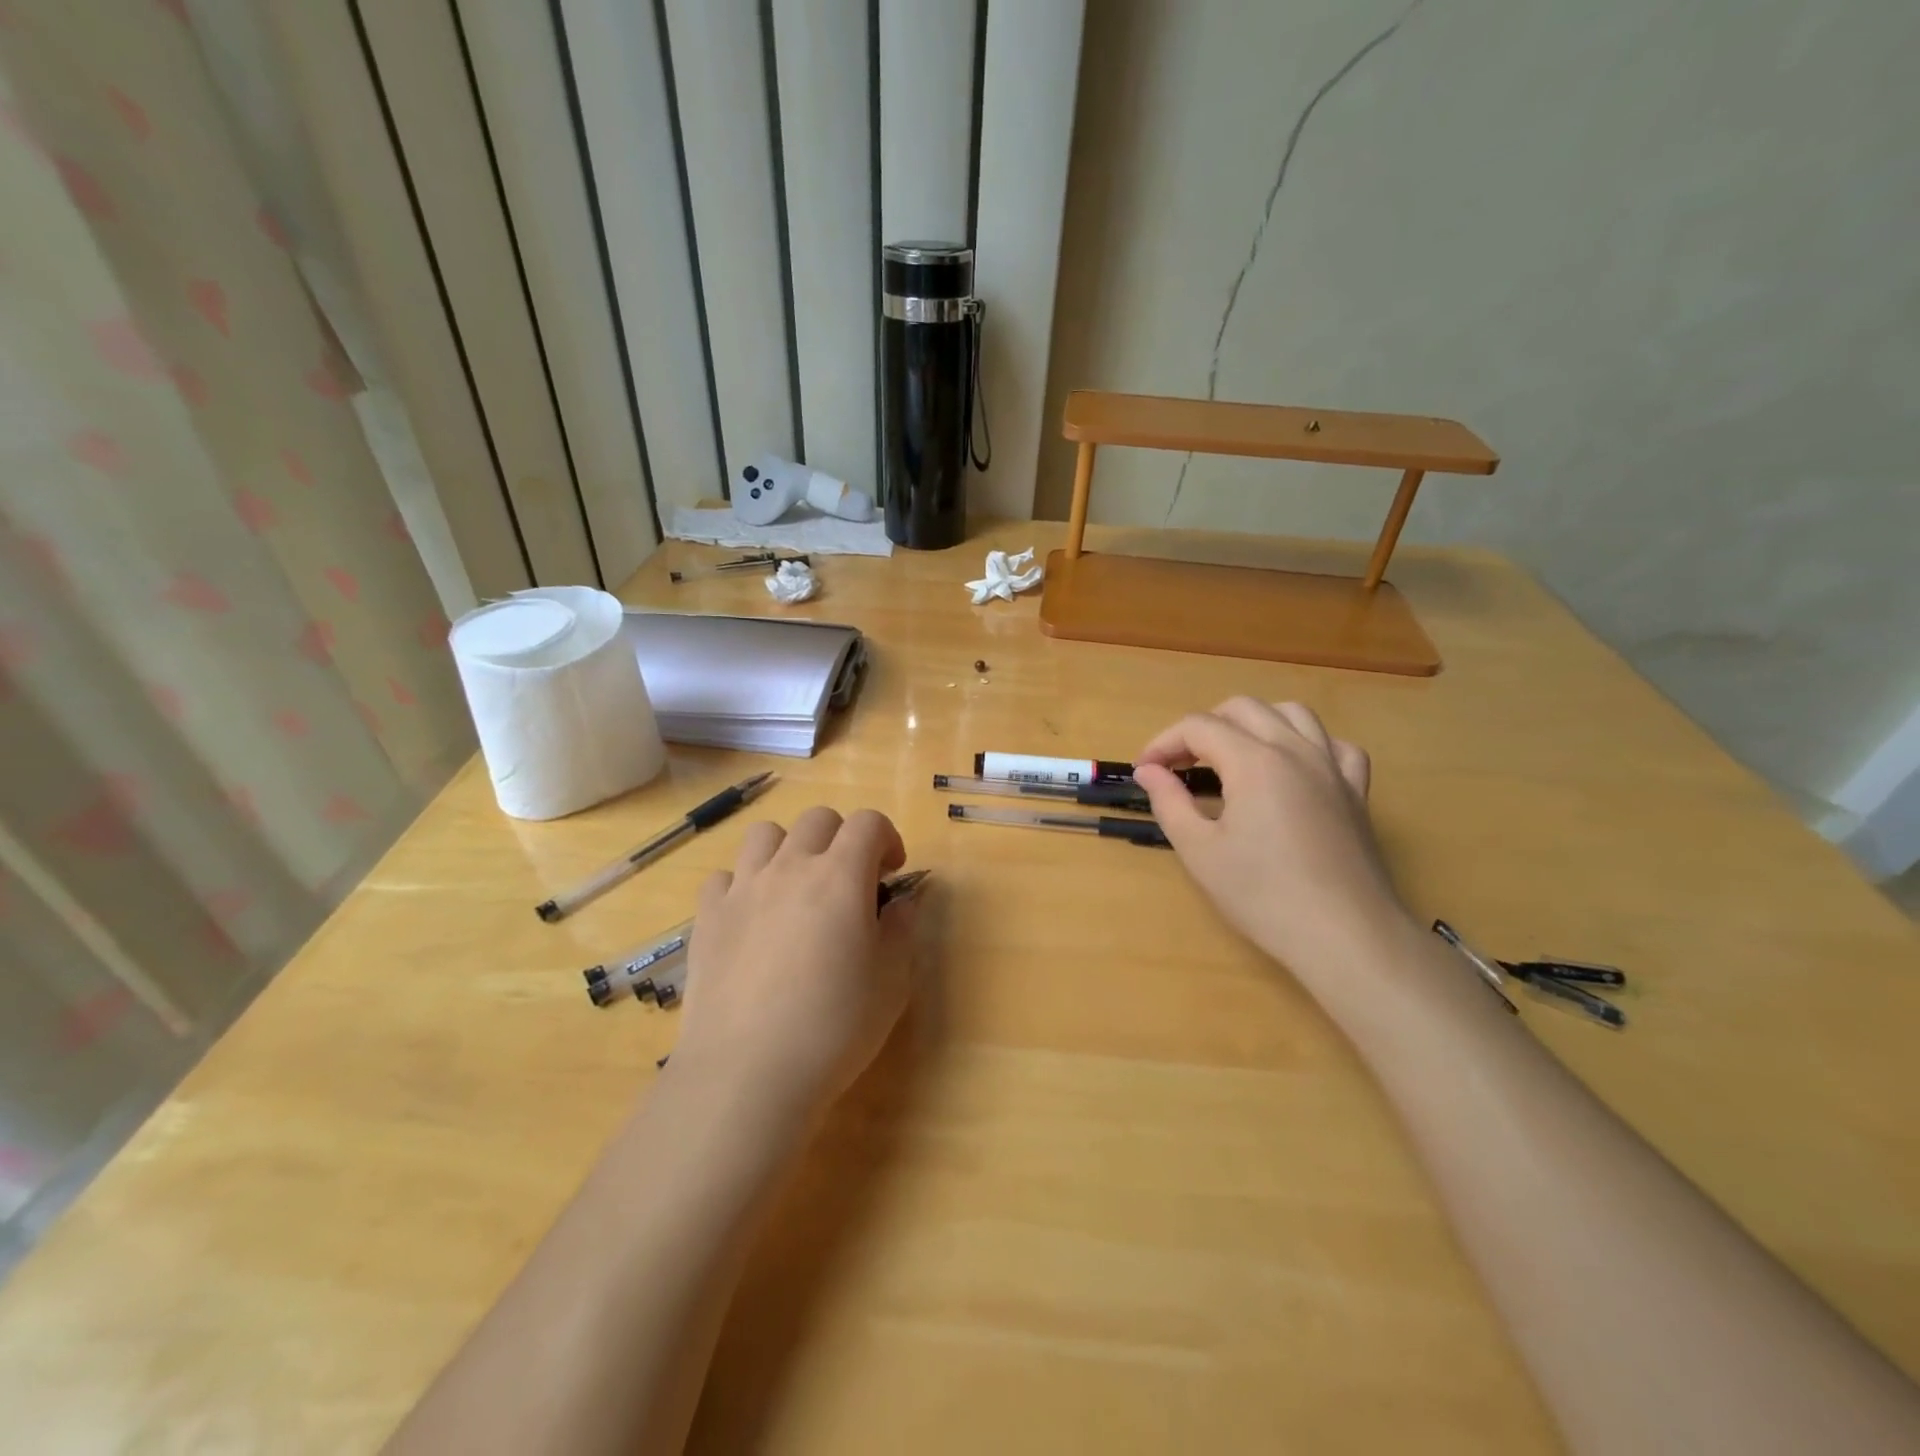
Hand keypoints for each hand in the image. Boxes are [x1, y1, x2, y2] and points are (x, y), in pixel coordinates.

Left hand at [672, 807, 916, 1124]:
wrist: (748, 1072)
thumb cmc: (834, 1025)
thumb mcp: (893, 980)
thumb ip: (902, 929)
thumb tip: (901, 902)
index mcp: (841, 876)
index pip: (868, 822)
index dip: (887, 837)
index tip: (892, 871)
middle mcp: (790, 868)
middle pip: (817, 819)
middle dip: (842, 837)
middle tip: (850, 880)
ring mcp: (743, 889)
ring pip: (766, 835)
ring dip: (789, 849)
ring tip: (797, 889)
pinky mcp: (707, 918)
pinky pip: (725, 876)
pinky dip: (744, 885)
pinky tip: (752, 919)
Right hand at [1134, 699, 1409, 984]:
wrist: (1344, 935)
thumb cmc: (1263, 895)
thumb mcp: (1199, 851)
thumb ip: (1169, 802)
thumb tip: (1148, 770)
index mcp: (1253, 761)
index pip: (1198, 727)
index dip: (1163, 742)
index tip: (1144, 770)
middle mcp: (1295, 749)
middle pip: (1242, 709)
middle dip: (1203, 727)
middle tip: (1180, 764)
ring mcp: (1331, 767)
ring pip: (1292, 714)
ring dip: (1254, 722)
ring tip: (1233, 754)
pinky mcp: (1356, 791)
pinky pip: (1336, 746)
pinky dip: (1309, 745)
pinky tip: (1295, 769)